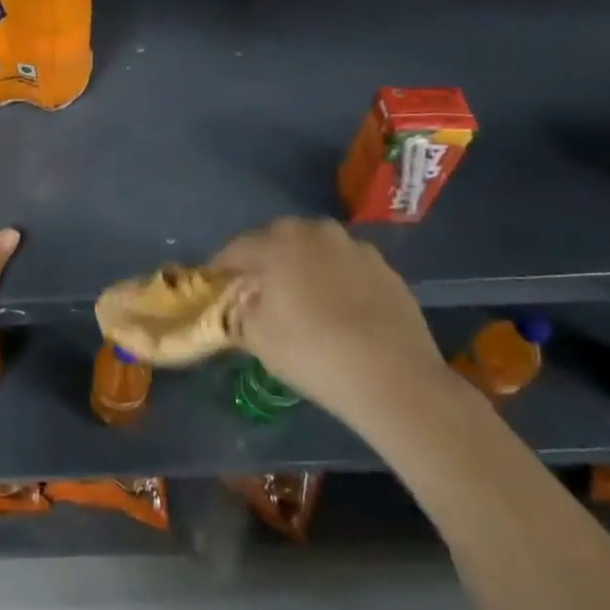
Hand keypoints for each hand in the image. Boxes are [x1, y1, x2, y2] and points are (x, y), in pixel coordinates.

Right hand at [213, 217, 447, 431]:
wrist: (394, 377)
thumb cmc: (312, 352)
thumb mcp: (257, 338)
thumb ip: (239, 311)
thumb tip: (241, 303)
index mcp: (276, 242)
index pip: (236, 249)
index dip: (221, 268)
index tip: (216, 286)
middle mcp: (314, 231)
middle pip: (277, 240)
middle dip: (264, 260)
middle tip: (258, 290)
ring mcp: (354, 247)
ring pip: (315, 250)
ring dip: (303, 265)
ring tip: (302, 297)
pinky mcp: (385, 268)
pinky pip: (347, 267)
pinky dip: (336, 279)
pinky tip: (339, 309)